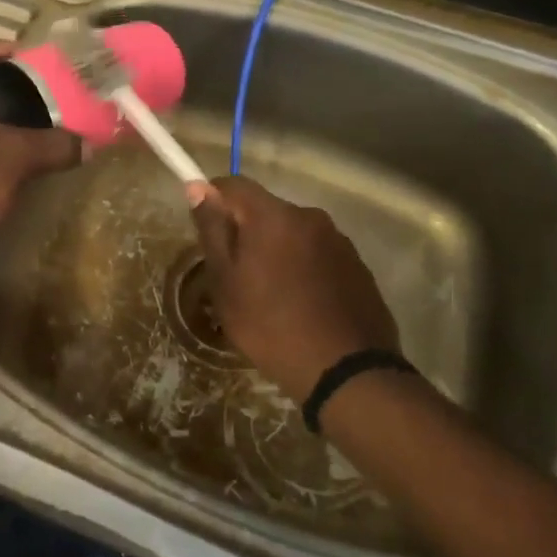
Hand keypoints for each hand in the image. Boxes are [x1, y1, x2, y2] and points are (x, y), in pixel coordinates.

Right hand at [193, 175, 403, 402]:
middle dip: (246, 231)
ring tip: (271, 295)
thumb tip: (198, 187)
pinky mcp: (358, 266)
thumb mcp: (225, 281)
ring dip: (277, 251)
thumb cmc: (270, 325)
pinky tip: (301, 304)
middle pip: (265, 210)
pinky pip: (318, 254)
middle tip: (235, 274)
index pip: (233, 185)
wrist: (345, 372)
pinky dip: (303, 268)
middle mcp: (309, 217)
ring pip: (293, 233)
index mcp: (273, 216)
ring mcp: (339, 241)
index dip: (212, 199)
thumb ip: (212, 229)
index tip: (206, 231)